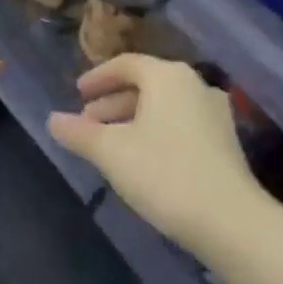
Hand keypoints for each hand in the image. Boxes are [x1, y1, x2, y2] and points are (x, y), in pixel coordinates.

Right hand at [47, 55, 260, 254]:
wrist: (230, 220)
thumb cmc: (164, 174)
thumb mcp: (111, 152)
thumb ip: (79, 133)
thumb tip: (52, 120)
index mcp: (168, 77)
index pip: (126, 64)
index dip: (98, 77)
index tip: (77, 93)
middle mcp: (195, 85)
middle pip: (146, 84)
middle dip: (112, 102)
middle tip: (87, 123)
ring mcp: (214, 113)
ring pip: (163, 106)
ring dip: (132, 119)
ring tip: (108, 144)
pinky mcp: (224, 141)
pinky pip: (180, 124)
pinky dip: (154, 131)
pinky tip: (140, 159)